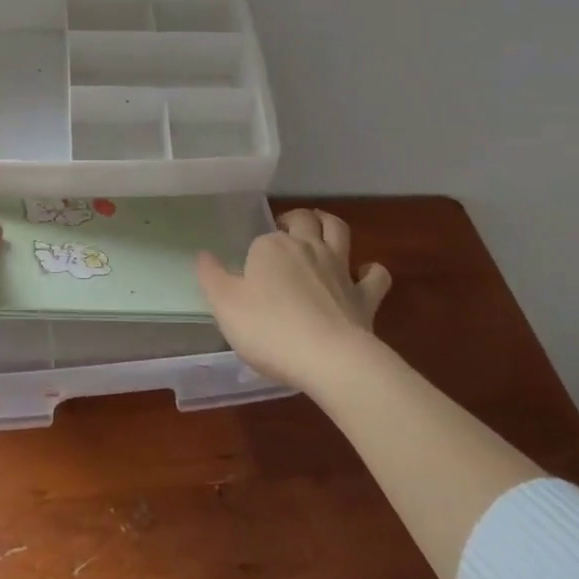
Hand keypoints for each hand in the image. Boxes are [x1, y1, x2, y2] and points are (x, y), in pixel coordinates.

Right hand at [197, 208, 390, 392]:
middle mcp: (307, 248)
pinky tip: (363, 275)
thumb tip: (203, 255)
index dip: (255, 253)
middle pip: (302, 220)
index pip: (260, 239)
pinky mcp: (365, 295)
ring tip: (320, 227)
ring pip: (338, 230)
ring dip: (329, 224)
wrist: (329, 359)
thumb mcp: (224, 305)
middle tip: (284, 229)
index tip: (249, 273)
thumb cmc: (269, 329)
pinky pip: (375, 275)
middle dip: (294, 219)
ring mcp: (339, 269)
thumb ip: (211, 276)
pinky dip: (370, 270)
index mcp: (271, 247)